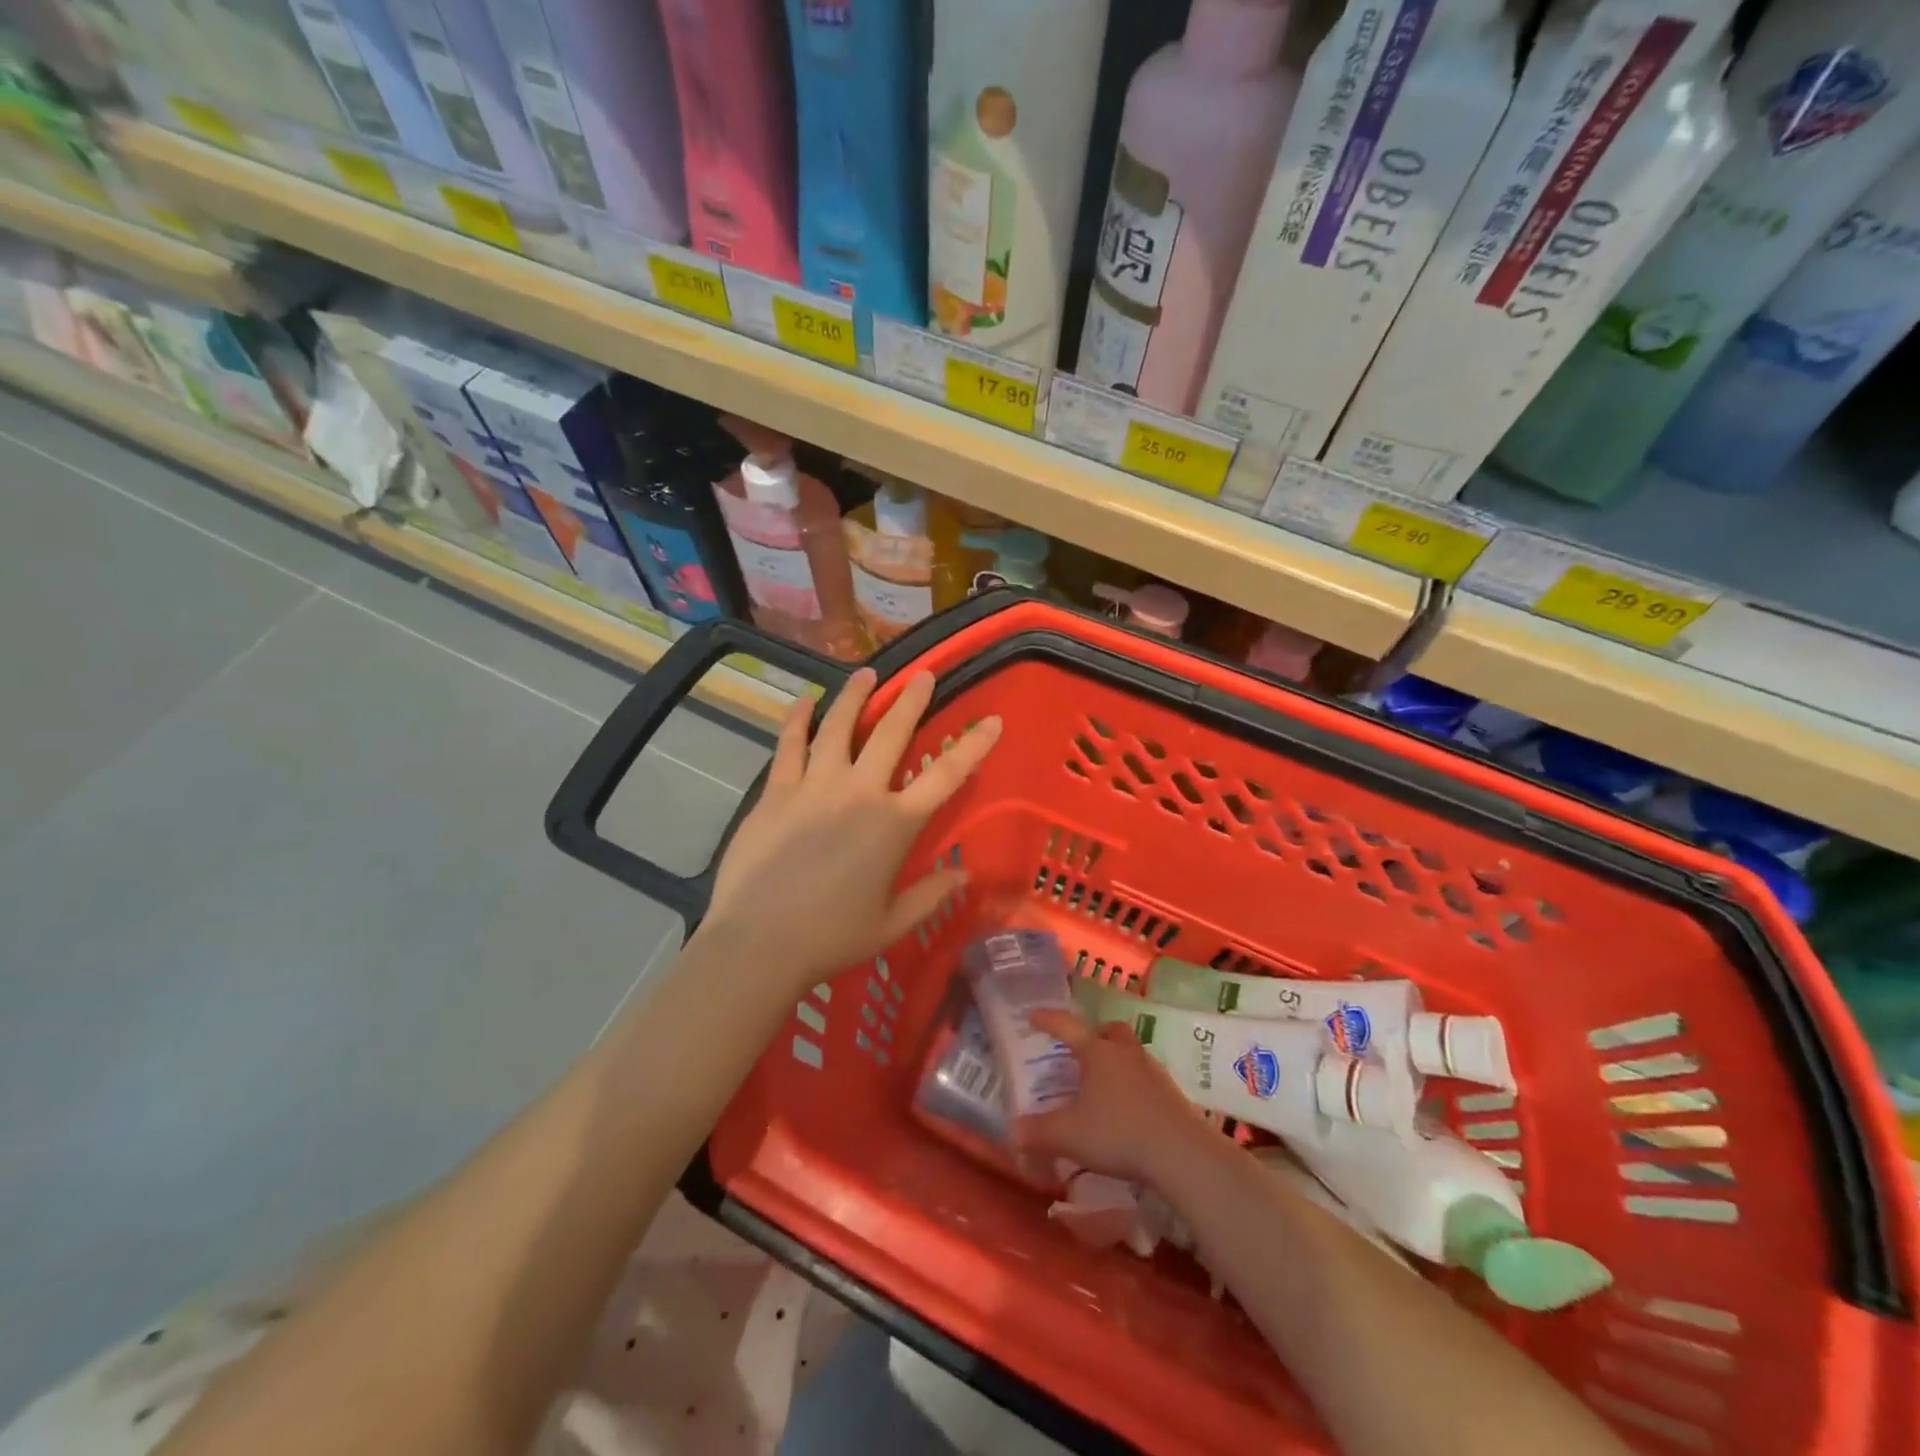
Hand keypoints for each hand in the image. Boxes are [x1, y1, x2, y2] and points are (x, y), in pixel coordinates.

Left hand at [702, 667, 1000, 990]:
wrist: (760, 941)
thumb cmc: (832, 936)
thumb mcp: (892, 924)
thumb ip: (931, 895)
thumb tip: (964, 874)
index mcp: (895, 824)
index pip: (946, 775)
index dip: (973, 745)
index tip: (992, 720)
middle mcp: (859, 792)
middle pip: (891, 733)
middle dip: (912, 701)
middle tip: (923, 676)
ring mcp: (815, 785)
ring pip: (839, 726)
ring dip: (855, 696)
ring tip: (866, 673)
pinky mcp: (777, 791)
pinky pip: (790, 744)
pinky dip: (798, 719)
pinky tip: (804, 701)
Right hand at [1012, 1010, 1212, 1185]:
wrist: (1180, 1152)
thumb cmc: (1118, 1133)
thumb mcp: (1069, 1135)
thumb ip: (1038, 1132)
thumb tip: (1012, 1131)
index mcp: (1097, 1053)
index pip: (1067, 1027)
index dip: (1048, 1020)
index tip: (1033, 1017)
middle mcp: (1125, 1053)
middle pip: (1110, 1030)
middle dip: (1095, 1035)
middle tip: (1082, 1052)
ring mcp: (1152, 1070)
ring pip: (1131, 1052)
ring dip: (1116, 1060)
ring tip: (1104, 1084)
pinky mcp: (1171, 1092)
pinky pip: (1146, 1077)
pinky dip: (1133, 1084)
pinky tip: (1128, 1109)